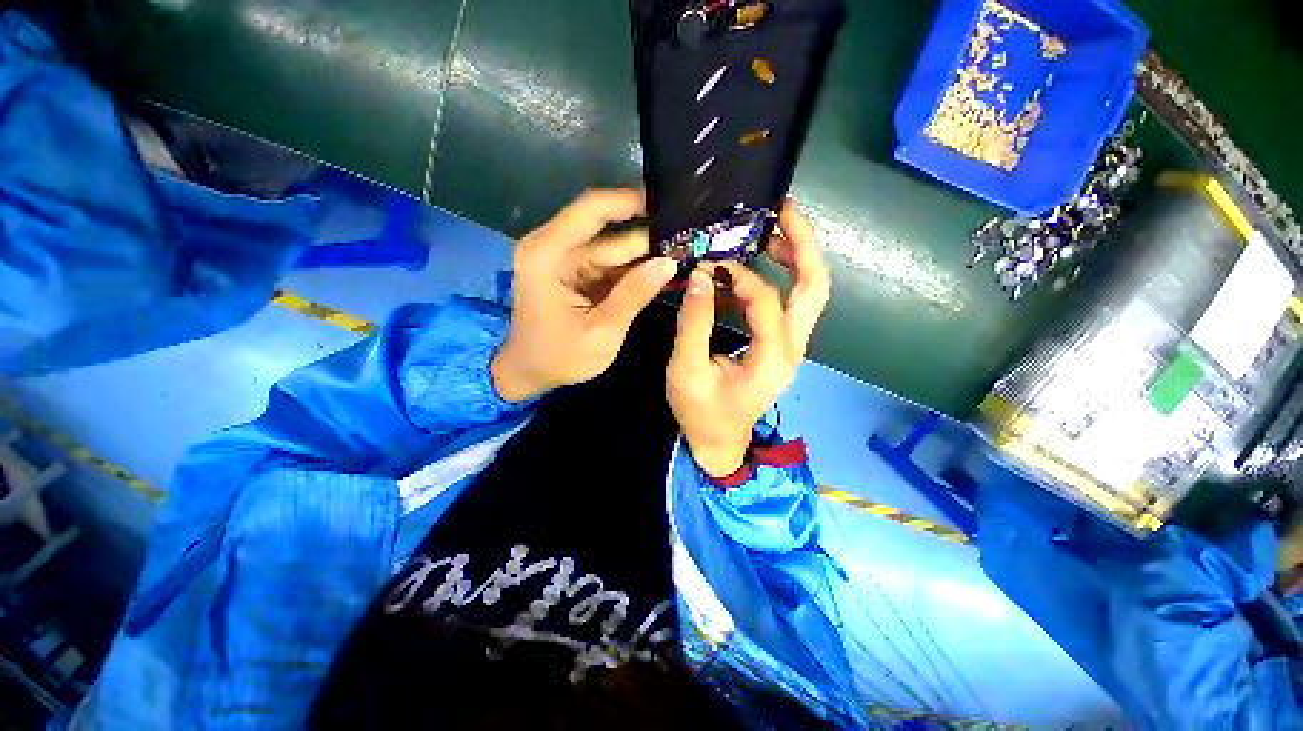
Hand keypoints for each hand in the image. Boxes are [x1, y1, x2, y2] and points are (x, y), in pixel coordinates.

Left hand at [493, 189, 677, 401]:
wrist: (528, 373)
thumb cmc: (558, 358)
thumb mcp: (601, 331)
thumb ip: (633, 295)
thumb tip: (669, 262)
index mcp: (549, 254)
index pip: (592, 210)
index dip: (630, 201)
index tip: (668, 203)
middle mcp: (554, 247)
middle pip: (609, 233)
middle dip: (648, 237)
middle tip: (690, 240)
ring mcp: (565, 260)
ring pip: (614, 248)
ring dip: (645, 255)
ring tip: (684, 255)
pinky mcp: (575, 273)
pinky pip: (610, 264)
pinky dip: (634, 270)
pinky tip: (662, 271)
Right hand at [666, 201, 830, 476]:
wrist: (719, 443)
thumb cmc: (701, 413)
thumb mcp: (687, 370)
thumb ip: (694, 323)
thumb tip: (699, 276)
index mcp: (772, 357)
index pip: (765, 299)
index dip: (737, 276)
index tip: (707, 265)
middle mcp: (793, 348)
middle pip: (815, 286)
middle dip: (802, 244)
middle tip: (781, 211)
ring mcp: (791, 347)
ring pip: (807, 293)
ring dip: (793, 258)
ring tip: (768, 231)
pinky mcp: (780, 346)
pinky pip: (786, 305)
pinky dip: (773, 280)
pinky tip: (744, 273)